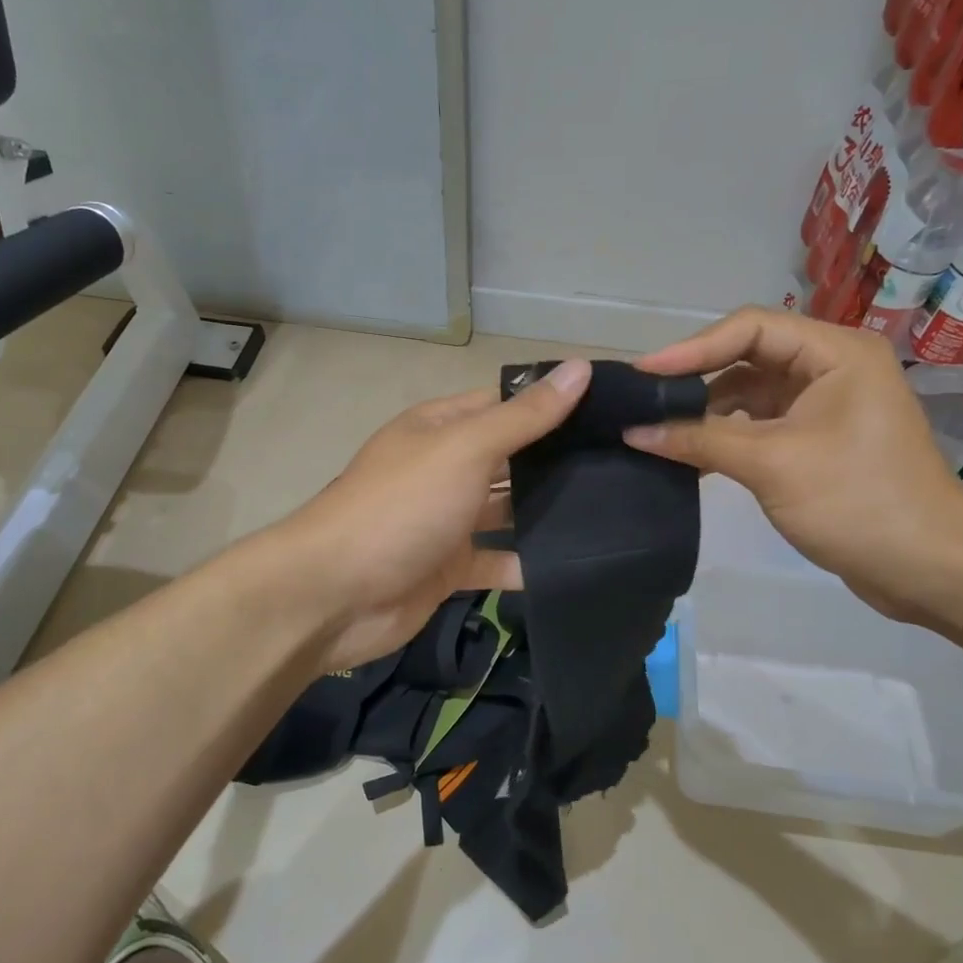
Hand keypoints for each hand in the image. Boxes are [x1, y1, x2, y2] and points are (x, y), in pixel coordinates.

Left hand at [282, 360, 591, 672]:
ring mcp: (446, 520)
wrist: (335, 594)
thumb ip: (524, 416)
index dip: (550, 403)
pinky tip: (577, 562)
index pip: (504, 404)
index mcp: (440, 428)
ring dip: (546, 513)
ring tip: (615, 510)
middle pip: (509, 458)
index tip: (611, 409)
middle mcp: (444, 468)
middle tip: (626, 463)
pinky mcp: (450, 568)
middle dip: (556, 461)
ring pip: (506, 511)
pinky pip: (497, 561)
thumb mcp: (465, 449)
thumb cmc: (402, 506)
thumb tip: (579, 367)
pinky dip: (528, 563)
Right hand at [624, 309, 962, 612]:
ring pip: (749, 393)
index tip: (643, 373)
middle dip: (695, 378)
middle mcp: (830, 367)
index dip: (692, 348)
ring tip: (654, 428)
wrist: (929, 568)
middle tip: (642, 398)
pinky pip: (759, 425)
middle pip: (747, 356)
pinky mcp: (816, 440)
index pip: (750, 328)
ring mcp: (824, 405)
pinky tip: (687, 455)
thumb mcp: (771, 464)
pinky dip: (724, 437)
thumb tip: (633, 431)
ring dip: (706, 412)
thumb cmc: (856, 501)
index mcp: (835, 353)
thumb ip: (699, 440)